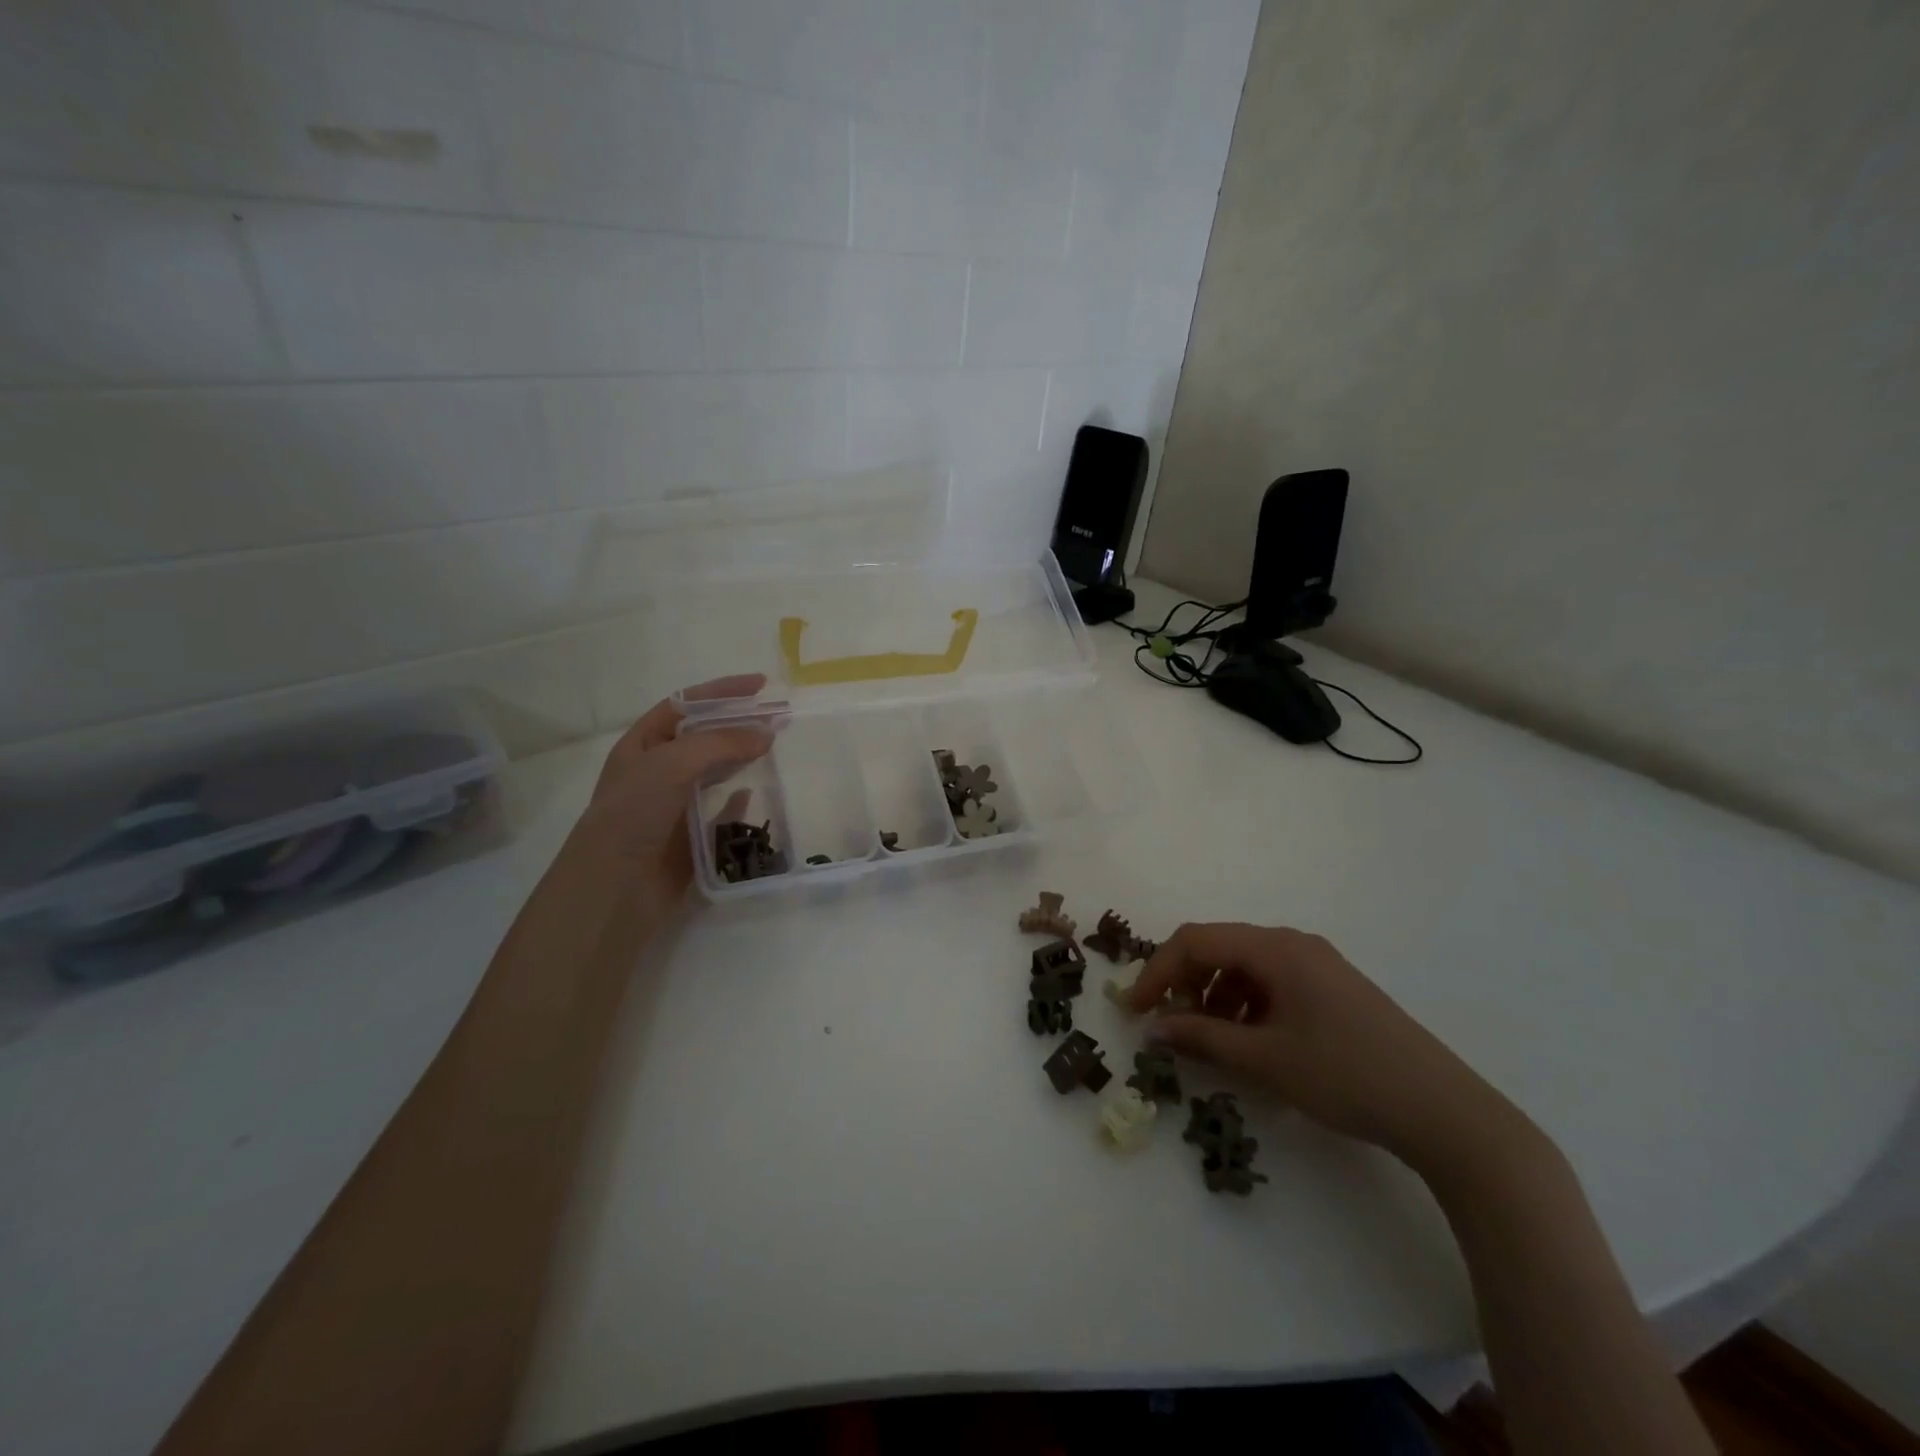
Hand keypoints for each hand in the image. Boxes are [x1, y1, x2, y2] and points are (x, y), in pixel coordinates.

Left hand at [563, 675, 772, 920]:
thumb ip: (721, 743)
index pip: (684, 705)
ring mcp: (674, 805)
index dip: (721, 691)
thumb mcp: (672, 763)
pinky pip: (720, 813)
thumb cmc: (635, 813)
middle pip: (704, 737)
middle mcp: (656, 771)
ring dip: (742, 758)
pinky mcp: (691, 837)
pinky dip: (737, 802)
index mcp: (642, 745)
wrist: (616, 887)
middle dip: (739, 724)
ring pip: (714, 771)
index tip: (760, 685)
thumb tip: (767, 733)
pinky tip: (752, 795)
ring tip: (774, 748)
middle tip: (779, 717)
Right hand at [1127, 923, 1527, 1179]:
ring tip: (1209, 1039)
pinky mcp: (1333, 988)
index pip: (1195, 940)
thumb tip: (1153, 1028)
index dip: (1156, 971)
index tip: (1134, 1011)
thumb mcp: (1265, 1059)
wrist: (1445, 1112)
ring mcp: (1318, 964)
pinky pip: (1272, 982)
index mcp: (1276, 947)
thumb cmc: (1346, 1076)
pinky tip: (1250, 1041)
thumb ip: (1202, 1038)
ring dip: (1215, 995)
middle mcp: (1294, 943)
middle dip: (1184, 982)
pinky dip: (1246, 1004)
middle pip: (1219, 947)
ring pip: (1245, 965)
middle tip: (1168, 1024)